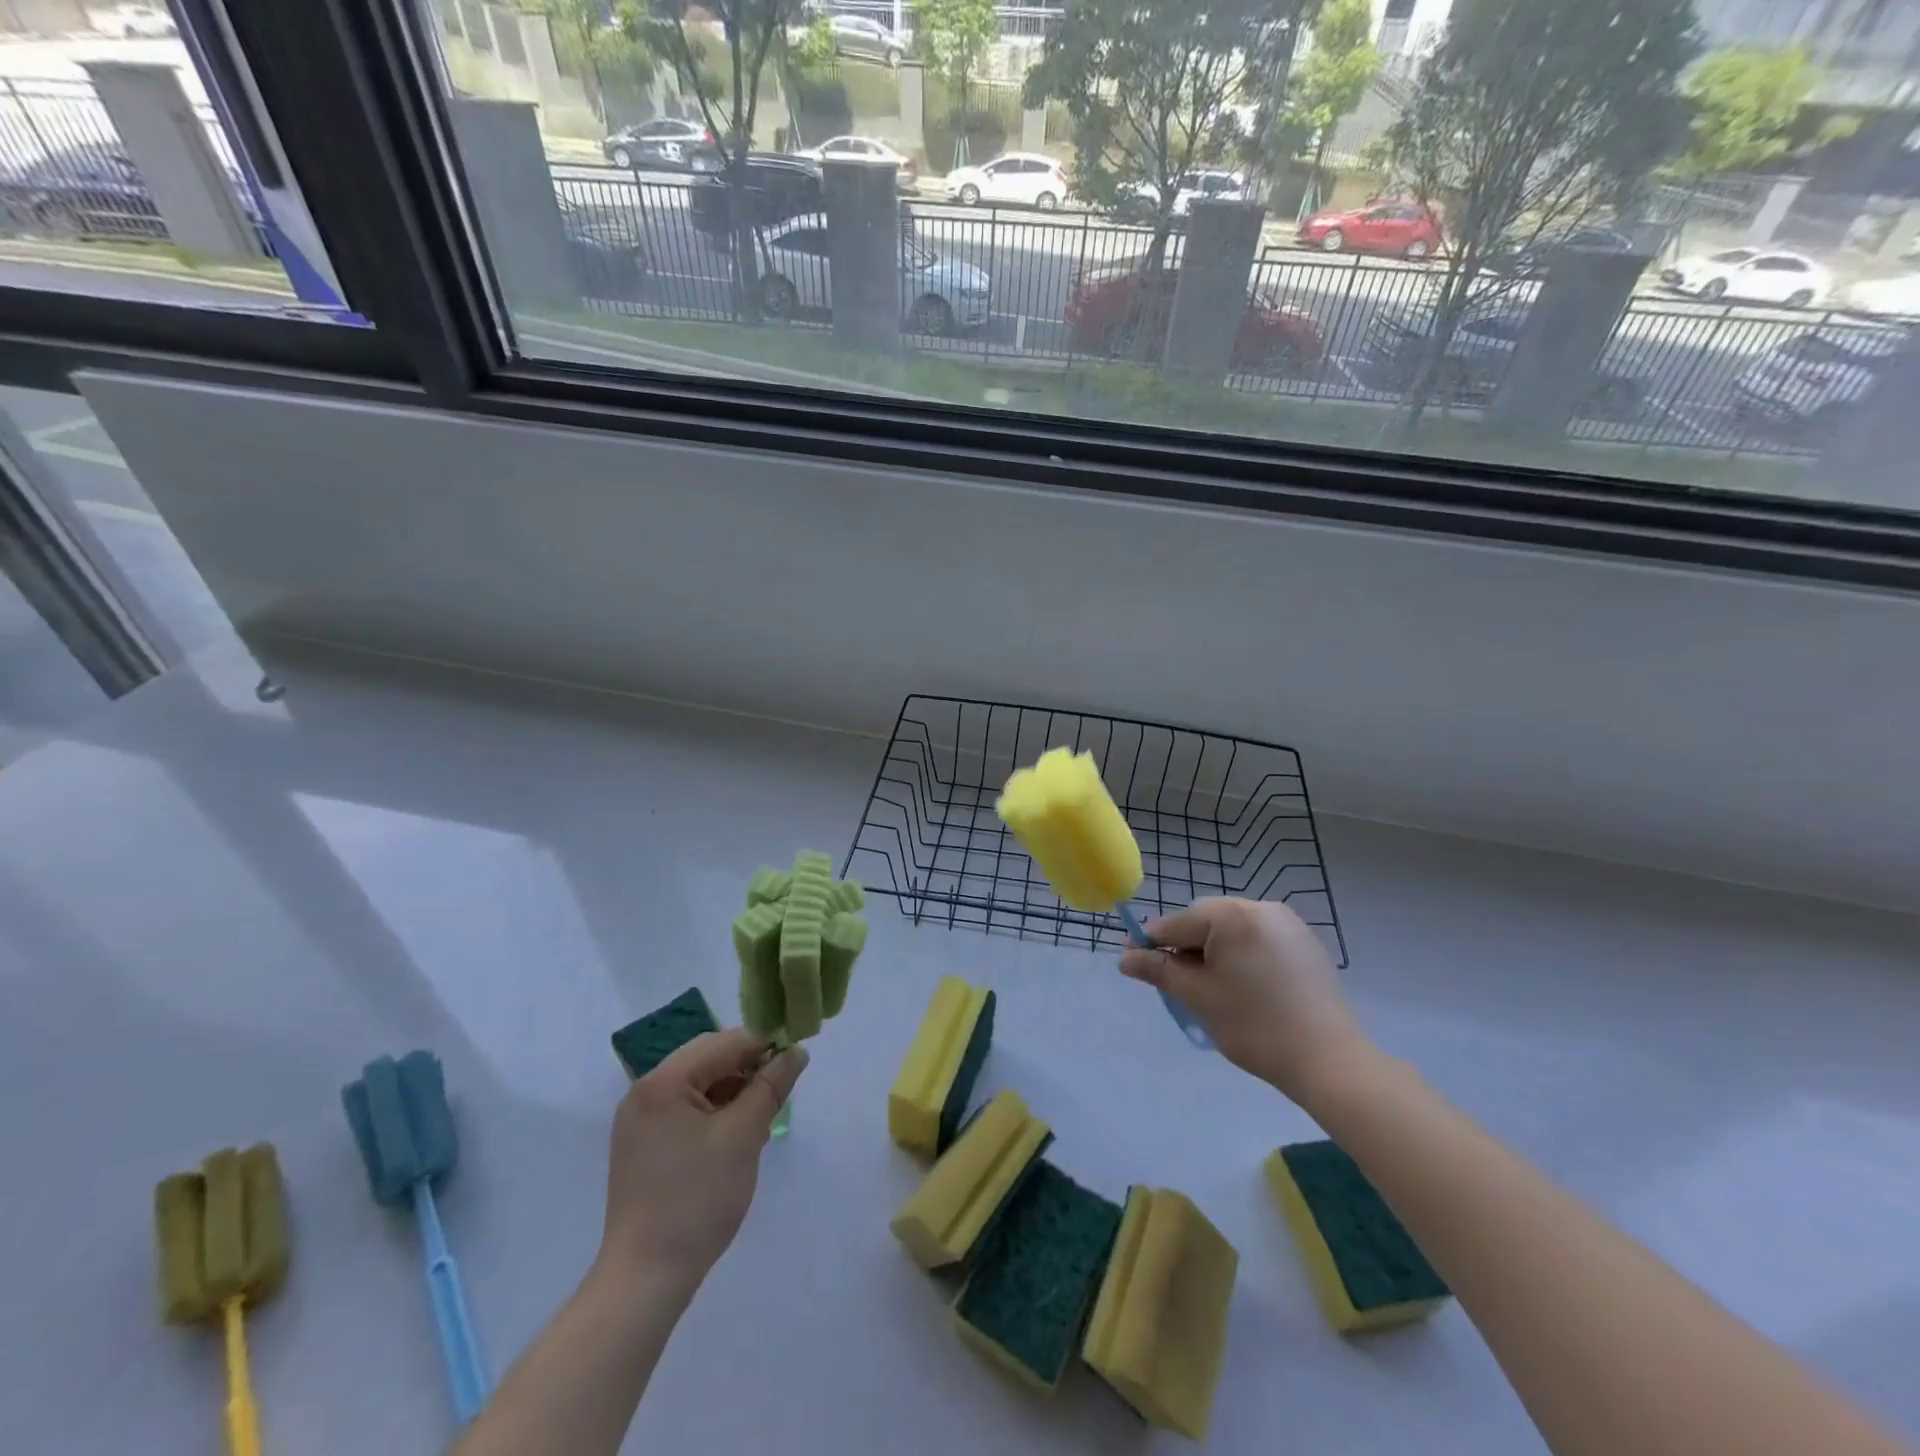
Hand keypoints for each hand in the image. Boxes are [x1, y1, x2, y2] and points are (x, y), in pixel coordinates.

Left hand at [598, 1028, 808, 1296]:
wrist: (645, 1279)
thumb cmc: (697, 1200)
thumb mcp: (743, 1136)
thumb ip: (770, 1086)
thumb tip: (797, 1051)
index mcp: (663, 1082)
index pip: (724, 1042)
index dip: (764, 1045)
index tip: (796, 1058)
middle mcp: (645, 1091)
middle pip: (709, 1059)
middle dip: (748, 1068)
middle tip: (780, 1090)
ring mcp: (640, 1119)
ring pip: (700, 1084)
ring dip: (734, 1090)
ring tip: (762, 1117)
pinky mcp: (643, 1144)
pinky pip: (687, 1108)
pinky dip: (716, 1112)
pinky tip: (737, 1135)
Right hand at [1120, 897, 1367, 1104]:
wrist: (1328, 1060)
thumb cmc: (1254, 1026)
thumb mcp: (1197, 996)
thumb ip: (1158, 970)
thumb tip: (1124, 958)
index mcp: (1231, 915)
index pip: (1176, 924)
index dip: (1150, 944)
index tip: (1131, 963)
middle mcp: (1259, 906)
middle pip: (1203, 920)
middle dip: (1185, 946)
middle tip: (1175, 983)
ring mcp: (1286, 922)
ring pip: (1231, 929)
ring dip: (1212, 950)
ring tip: (1209, 986)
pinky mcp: (1304, 941)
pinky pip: (1257, 938)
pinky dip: (1240, 954)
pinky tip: (1243, 986)